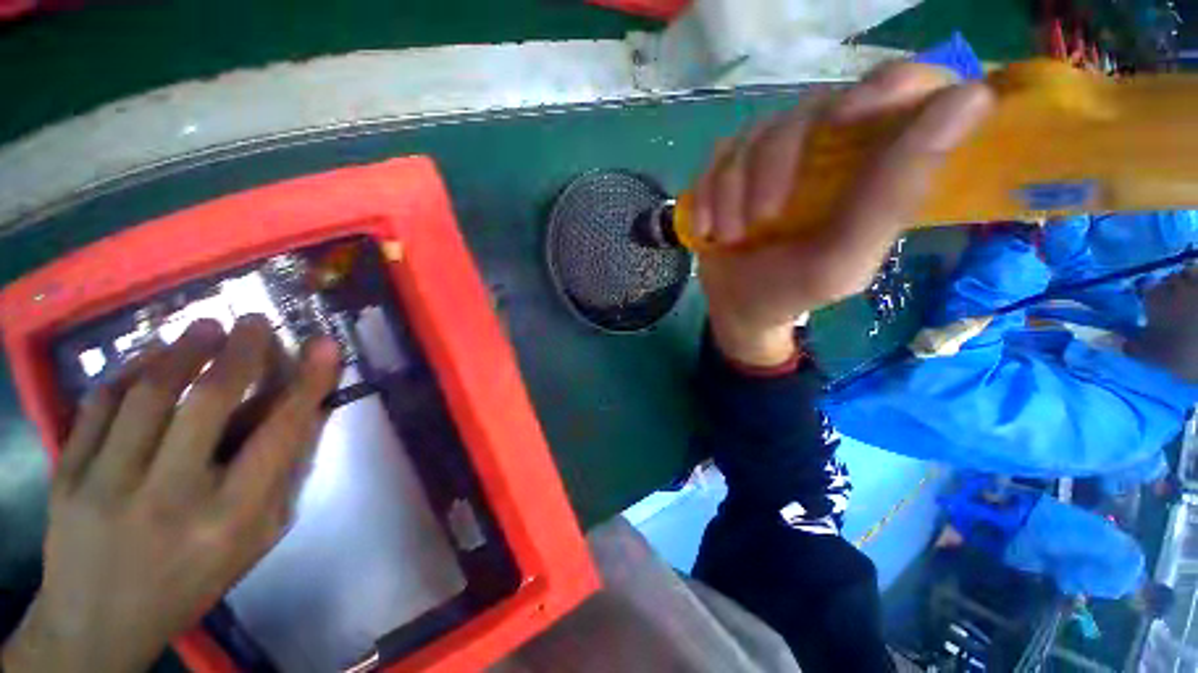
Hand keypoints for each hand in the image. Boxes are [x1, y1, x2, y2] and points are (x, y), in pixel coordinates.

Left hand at [2, 316, 340, 672]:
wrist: (96, 627)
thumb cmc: (190, 583)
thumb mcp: (251, 541)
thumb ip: (279, 476)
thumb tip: (304, 413)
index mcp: (228, 520)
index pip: (279, 434)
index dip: (307, 383)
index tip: (325, 345)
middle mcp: (170, 498)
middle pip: (207, 402)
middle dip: (239, 351)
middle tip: (253, 321)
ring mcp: (107, 486)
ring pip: (148, 394)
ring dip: (182, 351)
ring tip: (205, 328)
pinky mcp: (65, 476)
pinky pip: (98, 406)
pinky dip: (128, 373)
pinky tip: (146, 362)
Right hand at [694, 63, 994, 366]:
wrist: (736, 307)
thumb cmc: (791, 291)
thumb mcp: (844, 259)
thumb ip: (896, 194)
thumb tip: (972, 97)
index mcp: (873, 167)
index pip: (904, 87)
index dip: (882, 88)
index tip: (846, 120)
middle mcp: (828, 149)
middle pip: (810, 109)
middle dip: (775, 166)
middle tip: (763, 219)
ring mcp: (774, 156)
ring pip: (754, 135)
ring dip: (734, 191)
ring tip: (732, 237)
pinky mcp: (733, 168)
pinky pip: (718, 158)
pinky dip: (710, 195)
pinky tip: (710, 229)